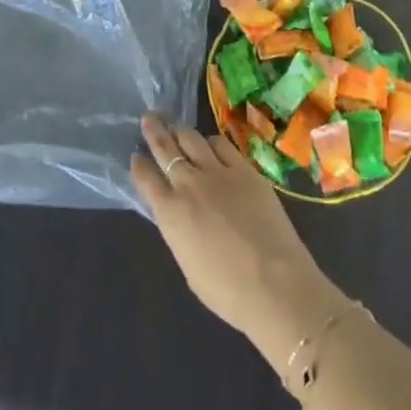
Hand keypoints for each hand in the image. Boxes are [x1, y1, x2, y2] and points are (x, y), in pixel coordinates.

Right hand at [131, 113, 349, 366]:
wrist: (274, 283)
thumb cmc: (227, 291)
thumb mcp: (188, 264)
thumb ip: (179, 230)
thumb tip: (178, 213)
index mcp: (170, 213)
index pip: (146, 178)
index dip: (139, 164)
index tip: (136, 155)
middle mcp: (189, 184)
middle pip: (165, 148)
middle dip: (154, 131)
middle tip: (149, 118)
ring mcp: (218, 172)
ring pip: (192, 138)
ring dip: (181, 132)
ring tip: (177, 128)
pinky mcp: (245, 168)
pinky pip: (222, 144)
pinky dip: (211, 141)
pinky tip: (211, 143)